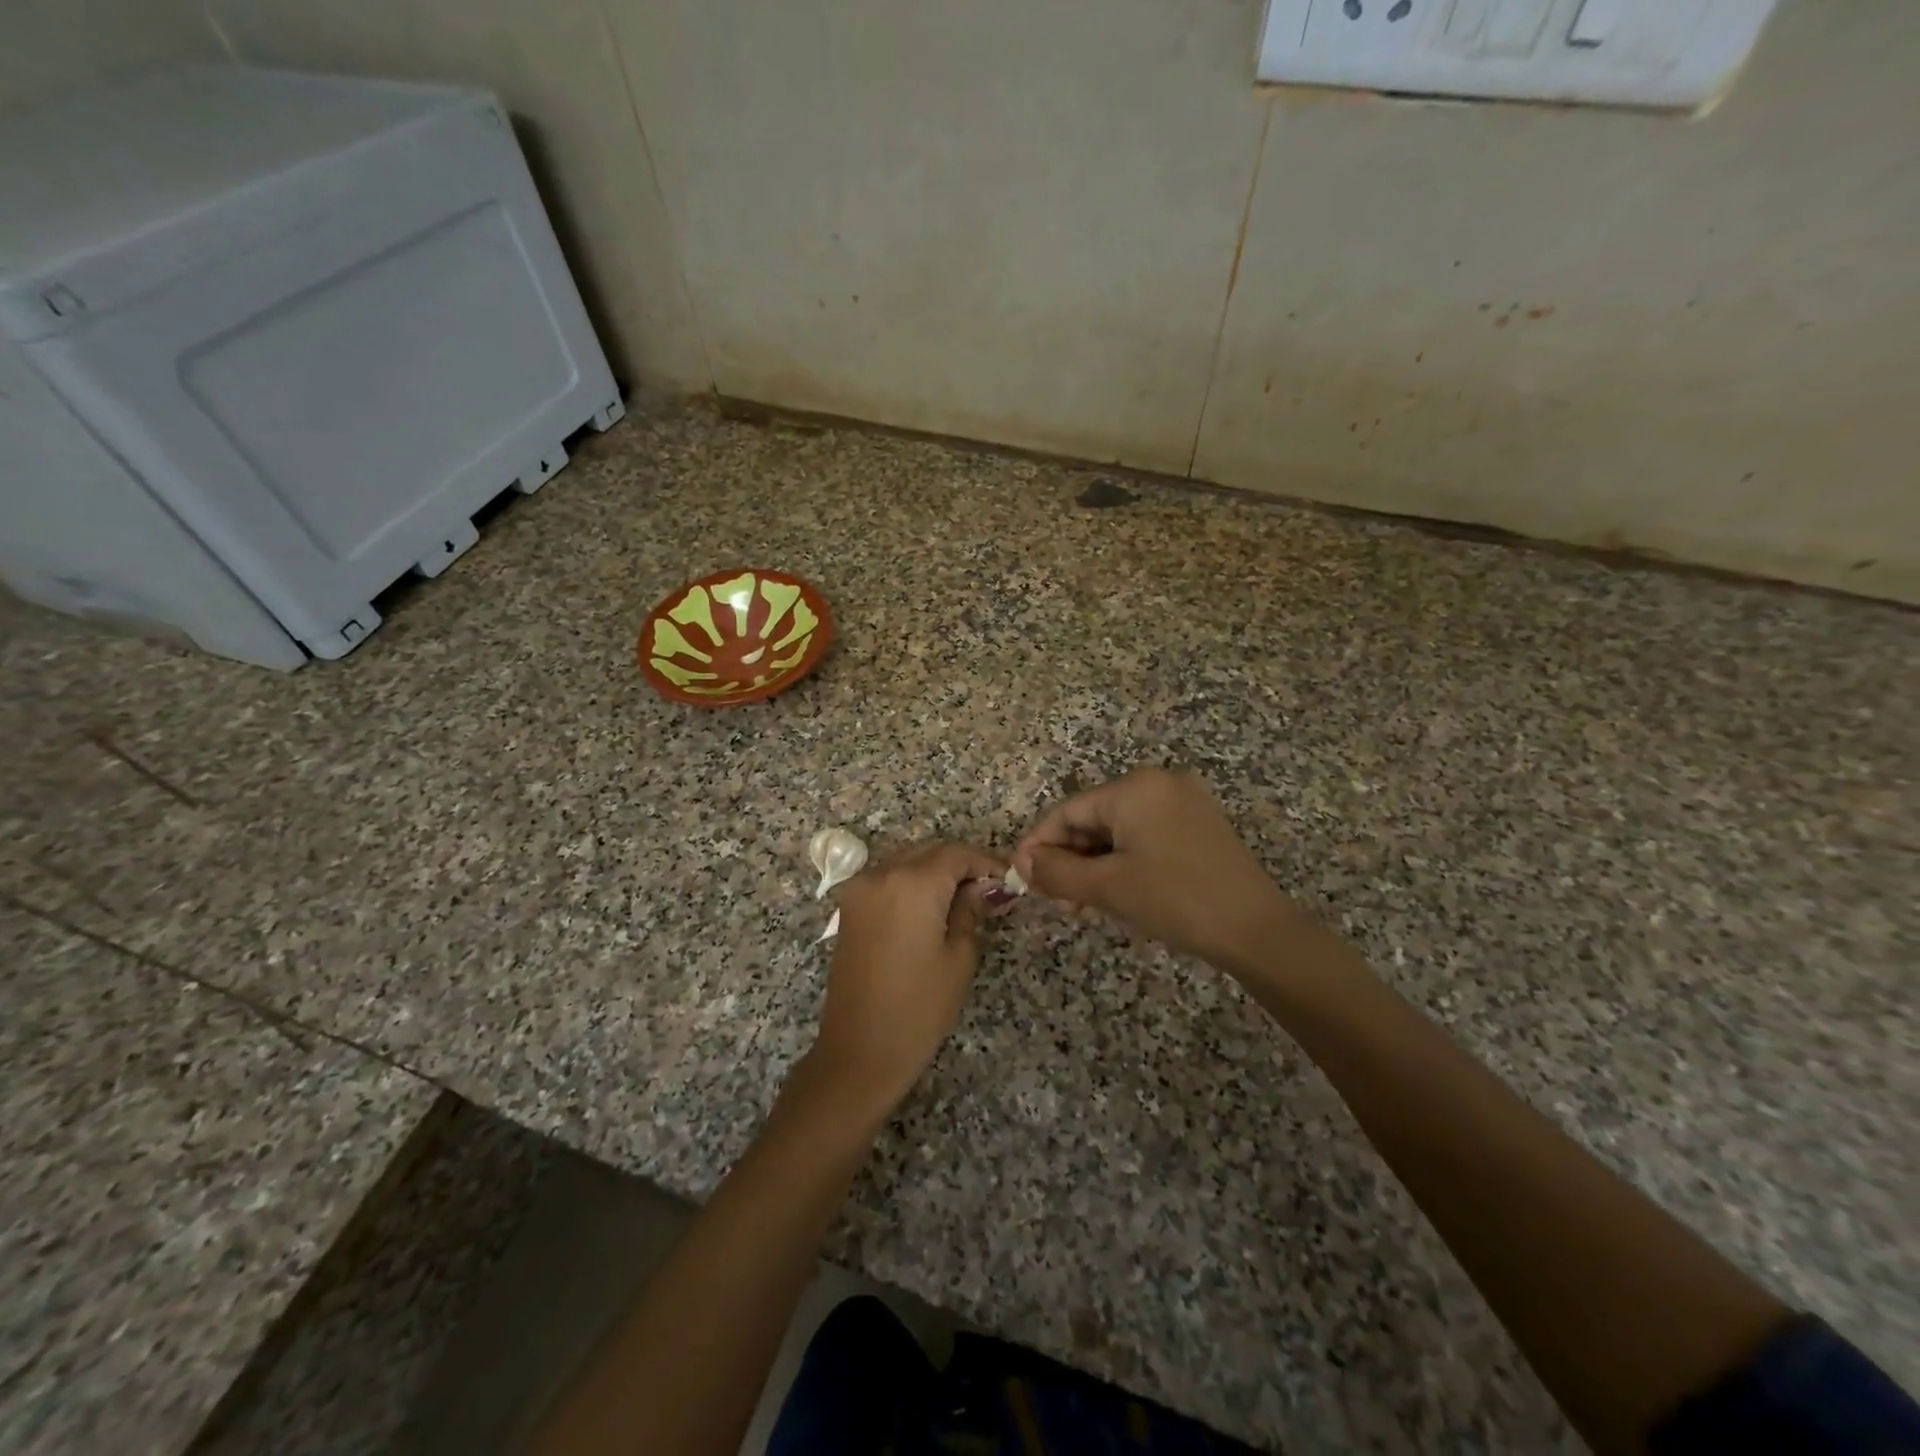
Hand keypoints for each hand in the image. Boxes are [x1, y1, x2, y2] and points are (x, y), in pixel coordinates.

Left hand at [806, 841, 1005, 1117]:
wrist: (858, 1051)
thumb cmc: (918, 1008)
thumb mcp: (959, 957)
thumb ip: (971, 911)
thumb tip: (986, 887)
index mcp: (913, 883)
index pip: (956, 853)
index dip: (985, 862)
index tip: (1008, 880)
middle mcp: (881, 874)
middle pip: (930, 852)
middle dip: (960, 865)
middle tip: (989, 891)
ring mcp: (859, 889)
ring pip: (906, 861)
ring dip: (935, 871)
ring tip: (963, 900)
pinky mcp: (848, 907)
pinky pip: (887, 879)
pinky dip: (911, 883)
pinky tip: (930, 908)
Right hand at [1014, 768, 1296, 973]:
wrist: (1256, 930)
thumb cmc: (1175, 900)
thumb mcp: (1107, 887)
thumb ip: (1056, 871)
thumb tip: (1020, 862)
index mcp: (1135, 787)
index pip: (1068, 811)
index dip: (1039, 844)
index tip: (1021, 877)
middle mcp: (1159, 783)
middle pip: (1093, 819)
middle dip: (1069, 860)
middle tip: (1057, 902)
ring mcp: (1183, 802)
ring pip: (1118, 831)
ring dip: (1094, 866)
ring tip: (1082, 907)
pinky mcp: (1197, 824)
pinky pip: (1144, 837)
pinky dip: (1122, 862)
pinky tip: (1114, 894)